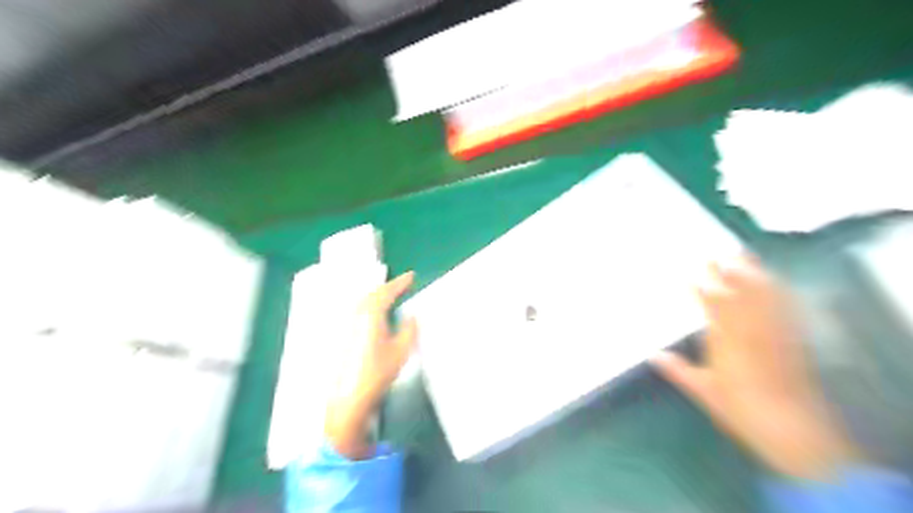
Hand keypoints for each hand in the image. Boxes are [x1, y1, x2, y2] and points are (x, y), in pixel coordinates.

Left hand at [324, 270, 416, 459]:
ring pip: (364, 301)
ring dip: (378, 295)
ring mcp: (349, 325)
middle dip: (388, 287)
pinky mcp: (345, 335)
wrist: (350, 397)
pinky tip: (375, 313)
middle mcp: (357, 315)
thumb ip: (409, 329)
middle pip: (373, 293)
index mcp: (372, 315)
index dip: (400, 283)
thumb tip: (411, 316)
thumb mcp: (401, 351)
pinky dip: (370, 305)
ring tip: (391, 296)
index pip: (386, 292)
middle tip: (402, 284)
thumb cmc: (378, 373)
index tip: (411, 276)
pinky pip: (359, 310)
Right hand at [653, 257, 860, 480]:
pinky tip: (775, 281)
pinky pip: (785, 307)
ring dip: (752, 273)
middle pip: (737, 292)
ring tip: (743, 255)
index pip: (710, 305)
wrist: (791, 425)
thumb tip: (653, 355)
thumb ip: (678, 370)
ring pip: (762, 295)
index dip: (699, 288)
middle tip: (715, 253)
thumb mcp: (703, 390)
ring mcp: (773, 331)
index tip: (688, 273)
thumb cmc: (740, 407)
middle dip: (725, 272)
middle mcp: (749, 329)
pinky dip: (778, 290)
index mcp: (724, 339)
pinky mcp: (792, 338)